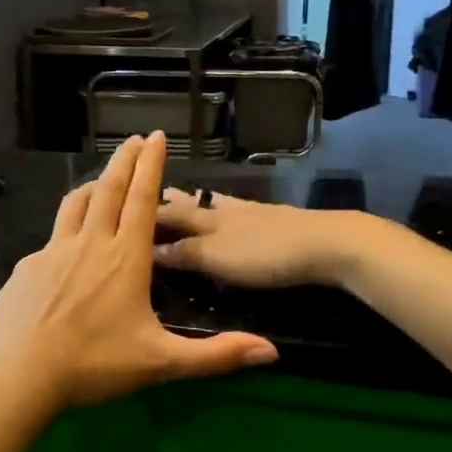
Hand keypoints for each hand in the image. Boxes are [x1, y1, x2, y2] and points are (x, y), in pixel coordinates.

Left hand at [0, 133, 278, 410]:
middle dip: (124, 161)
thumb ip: (216, 355)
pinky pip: (52, 237)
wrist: (19, 375)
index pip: (143, 199)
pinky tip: (65, 245)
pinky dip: (66, 226)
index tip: (156, 136)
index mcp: (126, 258)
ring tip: (101, 178)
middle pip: (109, 190)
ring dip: (93, 185)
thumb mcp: (162, 362)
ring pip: (76, 205)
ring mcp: (53, 251)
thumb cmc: (95, 364)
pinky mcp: (27, 267)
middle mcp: (91, 243)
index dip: (152, 165)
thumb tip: (272, 351)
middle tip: (133, 139)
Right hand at [153, 188, 362, 288]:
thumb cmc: (266, 254)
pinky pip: (237, 211)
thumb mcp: (218, 258)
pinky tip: (230, 214)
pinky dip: (223, 210)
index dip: (150, 213)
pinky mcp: (275, 220)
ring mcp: (253, 213)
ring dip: (198, 202)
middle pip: (194, 202)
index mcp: (209, 218)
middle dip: (172, 201)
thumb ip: (186, 253)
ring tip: (185, 197)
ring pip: (217, 203)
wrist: (326, 244)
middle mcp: (226, 210)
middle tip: (153, 194)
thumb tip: (148, 248)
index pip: (171, 213)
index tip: (126, 207)